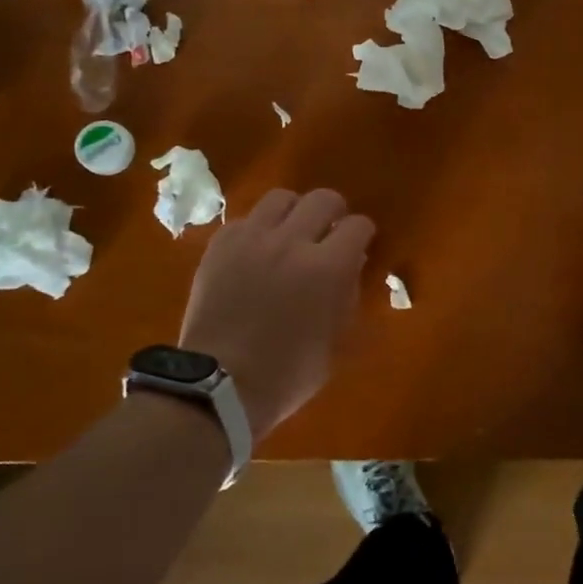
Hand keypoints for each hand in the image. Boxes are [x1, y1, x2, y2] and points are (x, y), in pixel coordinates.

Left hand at [179, 188, 375, 437]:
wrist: (219, 385)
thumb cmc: (288, 374)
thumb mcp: (337, 341)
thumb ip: (348, 295)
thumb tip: (350, 265)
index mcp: (329, 267)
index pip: (358, 225)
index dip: (363, 234)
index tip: (360, 245)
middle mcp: (292, 241)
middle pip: (323, 199)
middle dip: (334, 212)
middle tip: (329, 232)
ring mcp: (252, 239)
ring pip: (281, 198)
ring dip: (294, 212)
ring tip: (291, 233)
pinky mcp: (220, 246)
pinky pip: (245, 220)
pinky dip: (257, 230)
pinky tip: (256, 251)